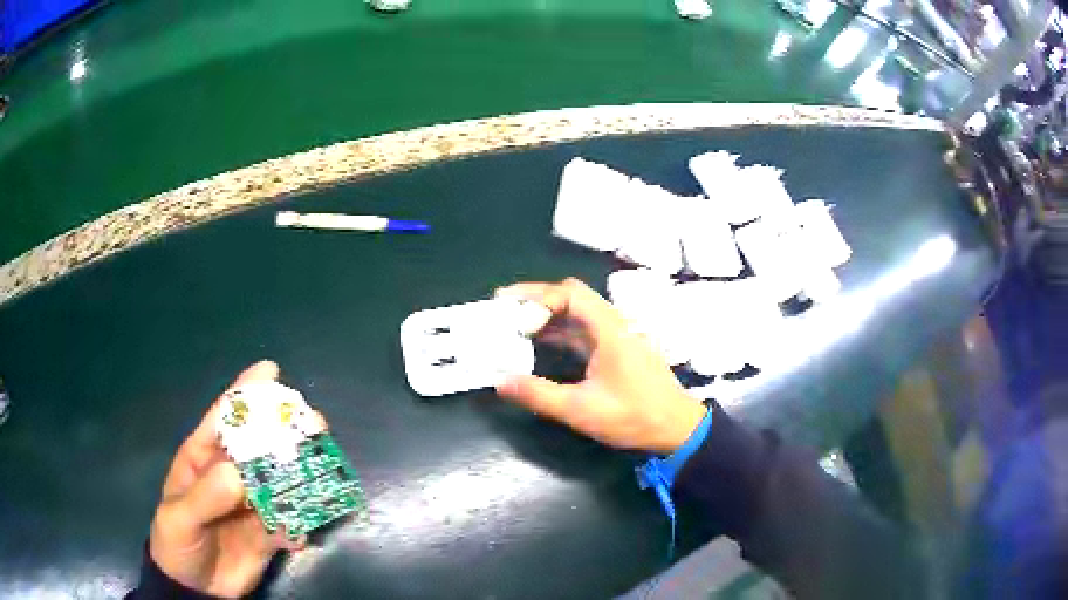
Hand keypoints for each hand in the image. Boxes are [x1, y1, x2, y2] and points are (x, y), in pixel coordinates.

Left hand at [149, 361, 305, 597]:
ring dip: (302, 472)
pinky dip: (302, 518)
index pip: (224, 419)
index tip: (271, 371)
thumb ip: (204, 497)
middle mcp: (230, 474)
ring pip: (280, 480)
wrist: (195, 589)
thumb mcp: (179, 518)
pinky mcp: (269, 532)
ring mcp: (251, 503)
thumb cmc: (176, 543)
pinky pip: (290, 519)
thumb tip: (237, 474)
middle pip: (260, 445)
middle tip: (313, 423)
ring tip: (324, 466)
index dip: (245, 392)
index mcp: (203, 458)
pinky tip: (307, 523)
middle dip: (285, 431)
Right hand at [495, 278, 705, 454]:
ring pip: (577, 313)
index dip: (536, 296)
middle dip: (537, 300)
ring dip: (547, 316)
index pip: (570, 294)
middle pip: (572, 297)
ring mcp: (617, 336)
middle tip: (504, 309)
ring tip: (514, 325)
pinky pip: (583, 330)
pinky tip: (539, 342)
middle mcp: (614, 324)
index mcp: (609, 329)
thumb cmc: (633, 416)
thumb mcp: (581, 410)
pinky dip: (559, 331)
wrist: (676, 428)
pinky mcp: (617, 349)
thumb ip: (539, 394)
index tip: (508, 308)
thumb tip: (500, 380)